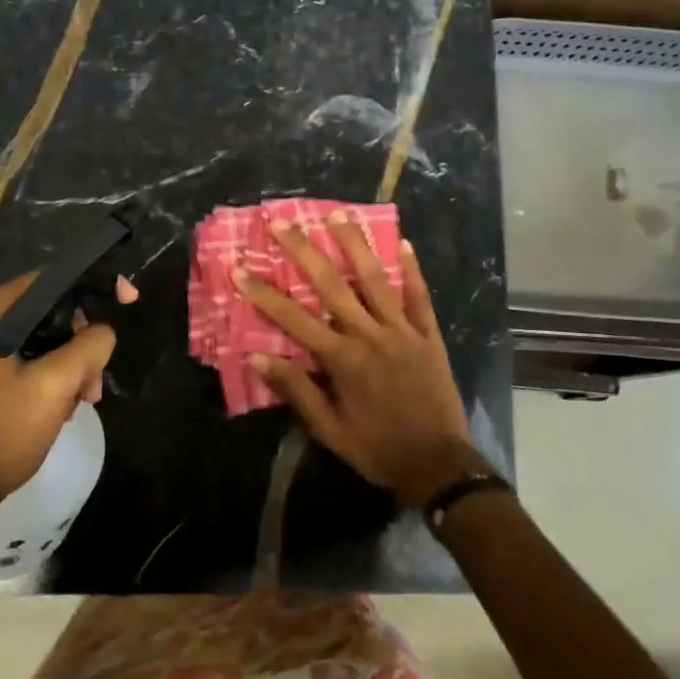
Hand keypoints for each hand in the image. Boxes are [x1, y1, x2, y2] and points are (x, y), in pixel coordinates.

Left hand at [0, 271, 136, 509]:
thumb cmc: (3, 432)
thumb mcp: (57, 385)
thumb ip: (91, 345)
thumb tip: (103, 332)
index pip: (57, 278)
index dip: (97, 286)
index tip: (129, 301)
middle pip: (52, 308)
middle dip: (82, 341)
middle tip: (94, 383)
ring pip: (43, 333)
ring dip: (71, 362)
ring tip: (83, 400)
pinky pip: (27, 351)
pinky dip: (50, 371)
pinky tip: (61, 404)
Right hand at [236, 214, 485, 506]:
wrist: (439, 465)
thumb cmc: (378, 449)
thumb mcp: (329, 430)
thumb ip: (296, 390)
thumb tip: (257, 359)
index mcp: (342, 360)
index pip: (293, 319)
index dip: (264, 294)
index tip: (240, 269)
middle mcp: (369, 335)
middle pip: (331, 285)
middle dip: (303, 250)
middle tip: (283, 222)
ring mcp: (402, 330)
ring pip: (375, 278)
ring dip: (354, 244)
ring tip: (337, 213)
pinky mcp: (428, 334)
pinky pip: (419, 296)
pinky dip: (411, 269)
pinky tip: (404, 242)